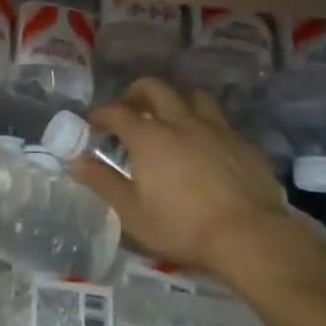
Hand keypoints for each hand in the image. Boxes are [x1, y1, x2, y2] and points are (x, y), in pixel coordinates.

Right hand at [70, 78, 302, 282]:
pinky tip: (207, 146)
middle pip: (155, 88)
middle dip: (136, 93)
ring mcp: (216, 129)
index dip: (99, 113)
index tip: (91, 122)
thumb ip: (102, 182)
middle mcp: (180, 122)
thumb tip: (75, 162)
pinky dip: (207, 126)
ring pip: (193, 96)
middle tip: (130, 108)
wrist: (250, 237)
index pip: (116, 112)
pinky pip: (221, 123)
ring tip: (171, 117)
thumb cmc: (182, 226)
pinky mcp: (244, 144)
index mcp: (148, 137)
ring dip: (177, 100)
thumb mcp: (132, 212)